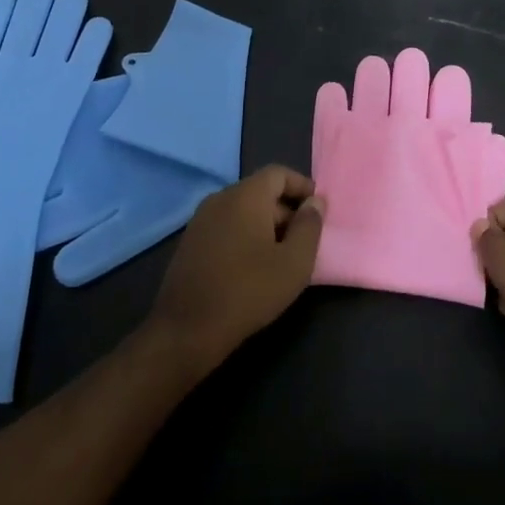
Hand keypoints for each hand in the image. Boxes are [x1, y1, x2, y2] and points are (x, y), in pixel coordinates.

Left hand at [148, 165, 324, 374]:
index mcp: (246, 195)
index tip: (318, 208)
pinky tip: (252, 267)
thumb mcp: (294, 263)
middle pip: (260, 192)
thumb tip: (315, 202)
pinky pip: (225, 226)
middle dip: (285, 210)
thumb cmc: (248, 291)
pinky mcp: (190, 242)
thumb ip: (309, 226)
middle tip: (303, 240)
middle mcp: (220, 198)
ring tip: (281, 256)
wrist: (186, 330)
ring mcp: (200, 220)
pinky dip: (244, 236)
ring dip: (265, 225)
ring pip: (242, 210)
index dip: (301, 186)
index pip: (278, 173)